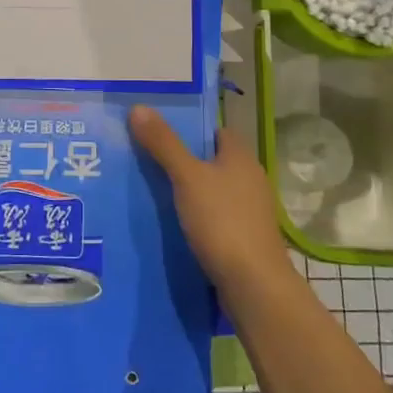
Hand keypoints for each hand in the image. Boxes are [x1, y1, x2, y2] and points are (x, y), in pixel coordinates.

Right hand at [130, 107, 291, 294]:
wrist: (253, 286)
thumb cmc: (223, 222)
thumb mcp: (187, 177)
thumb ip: (164, 143)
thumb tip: (139, 107)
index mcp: (241, 157)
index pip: (215, 131)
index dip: (189, 129)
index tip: (157, 132)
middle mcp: (249, 179)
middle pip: (211, 161)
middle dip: (182, 161)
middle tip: (144, 161)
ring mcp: (249, 212)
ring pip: (211, 192)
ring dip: (187, 192)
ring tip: (149, 192)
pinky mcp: (243, 239)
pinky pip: (213, 218)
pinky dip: (195, 218)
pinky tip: (170, 225)